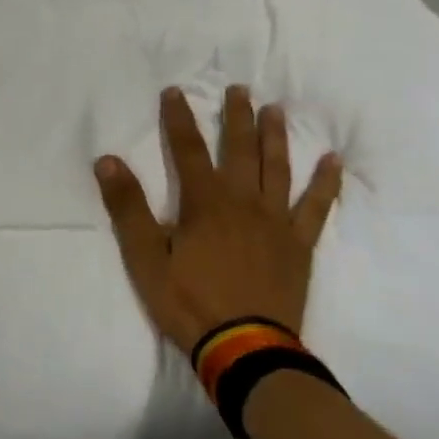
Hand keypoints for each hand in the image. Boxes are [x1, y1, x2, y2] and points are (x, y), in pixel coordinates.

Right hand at [95, 85, 342, 354]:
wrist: (245, 349)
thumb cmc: (188, 302)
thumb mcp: (145, 258)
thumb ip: (127, 207)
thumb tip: (107, 160)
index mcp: (203, 202)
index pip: (187, 149)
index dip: (179, 119)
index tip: (175, 91)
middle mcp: (242, 202)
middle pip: (239, 150)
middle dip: (236, 117)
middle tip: (239, 89)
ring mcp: (275, 222)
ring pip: (276, 168)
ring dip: (275, 137)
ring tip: (275, 110)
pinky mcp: (298, 245)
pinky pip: (316, 207)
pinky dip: (324, 183)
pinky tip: (331, 161)